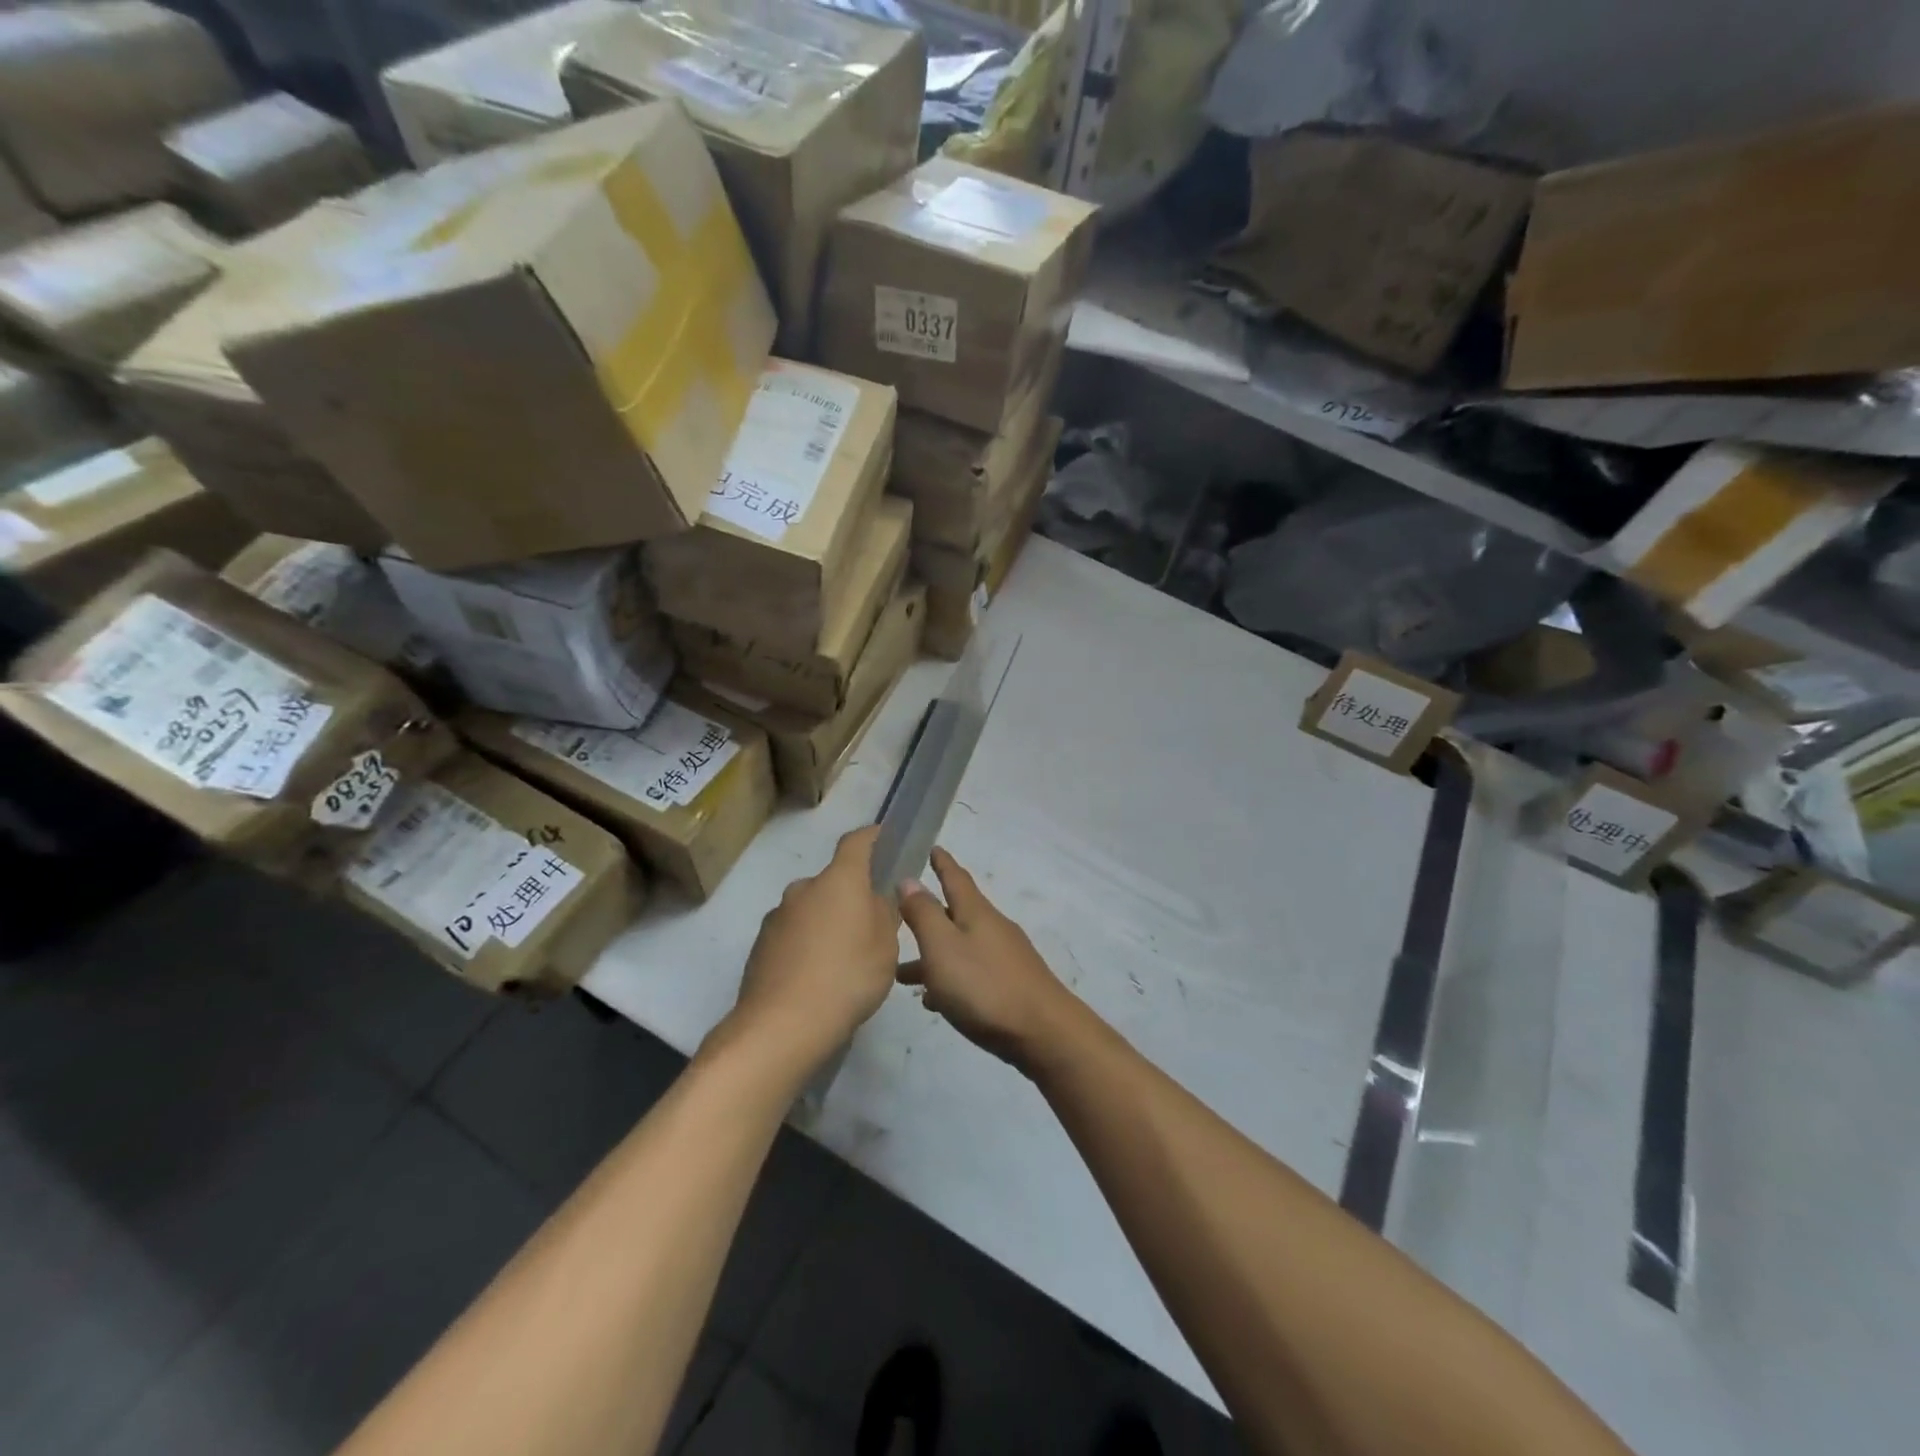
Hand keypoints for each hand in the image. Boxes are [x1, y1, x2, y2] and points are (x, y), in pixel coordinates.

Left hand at [724, 827, 899, 1074]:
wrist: (782, 1024)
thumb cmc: (847, 977)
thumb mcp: (885, 947)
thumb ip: (883, 915)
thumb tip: (874, 898)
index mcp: (839, 880)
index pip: (856, 842)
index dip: (872, 836)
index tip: (883, 836)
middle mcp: (804, 888)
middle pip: (833, 882)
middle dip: (850, 896)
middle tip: (868, 927)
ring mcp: (777, 916)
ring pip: (811, 909)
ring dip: (826, 923)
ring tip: (841, 961)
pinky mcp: (760, 944)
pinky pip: (792, 934)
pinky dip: (805, 945)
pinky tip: (816, 978)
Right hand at [897, 847, 1080, 1073]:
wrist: (1043, 1032)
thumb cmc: (985, 986)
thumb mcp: (943, 947)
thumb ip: (923, 914)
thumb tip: (909, 879)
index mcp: (975, 913)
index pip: (955, 878)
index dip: (942, 862)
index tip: (932, 847)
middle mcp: (992, 928)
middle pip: (955, 914)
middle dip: (928, 916)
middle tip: (900, 916)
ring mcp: (1004, 958)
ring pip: (959, 948)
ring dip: (932, 955)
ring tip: (902, 975)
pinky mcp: (1010, 986)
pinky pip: (971, 973)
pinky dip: (950, 979)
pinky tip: (934, 1001)